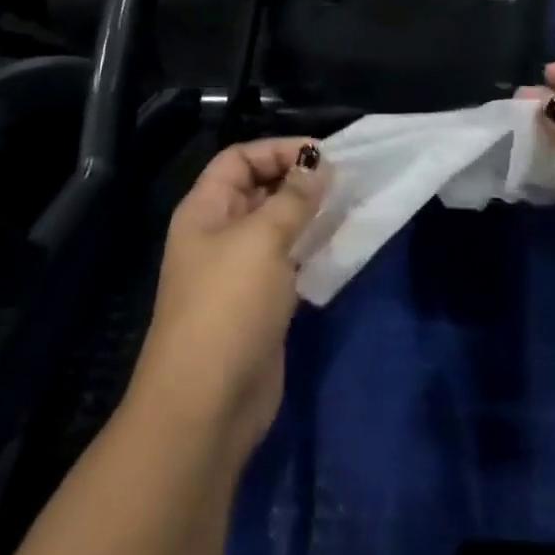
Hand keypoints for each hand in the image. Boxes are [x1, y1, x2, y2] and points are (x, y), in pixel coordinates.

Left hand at [129, 138, 325, 461]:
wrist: (208, 405)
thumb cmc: (229, 305)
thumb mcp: (263, 239)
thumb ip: (293, 197)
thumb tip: (318, 164)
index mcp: (205, 210)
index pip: (239, 158)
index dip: (277, 150)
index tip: (323, 155)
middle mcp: (219, 234)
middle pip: (259, 189)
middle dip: (298, 180)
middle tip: (344, 180)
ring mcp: (239, 271)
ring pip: (277, 226)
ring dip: (310, 215)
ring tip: (349, 206)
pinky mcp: (260, 303)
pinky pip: (288, 261)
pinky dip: (312, 249)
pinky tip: (340, 246)